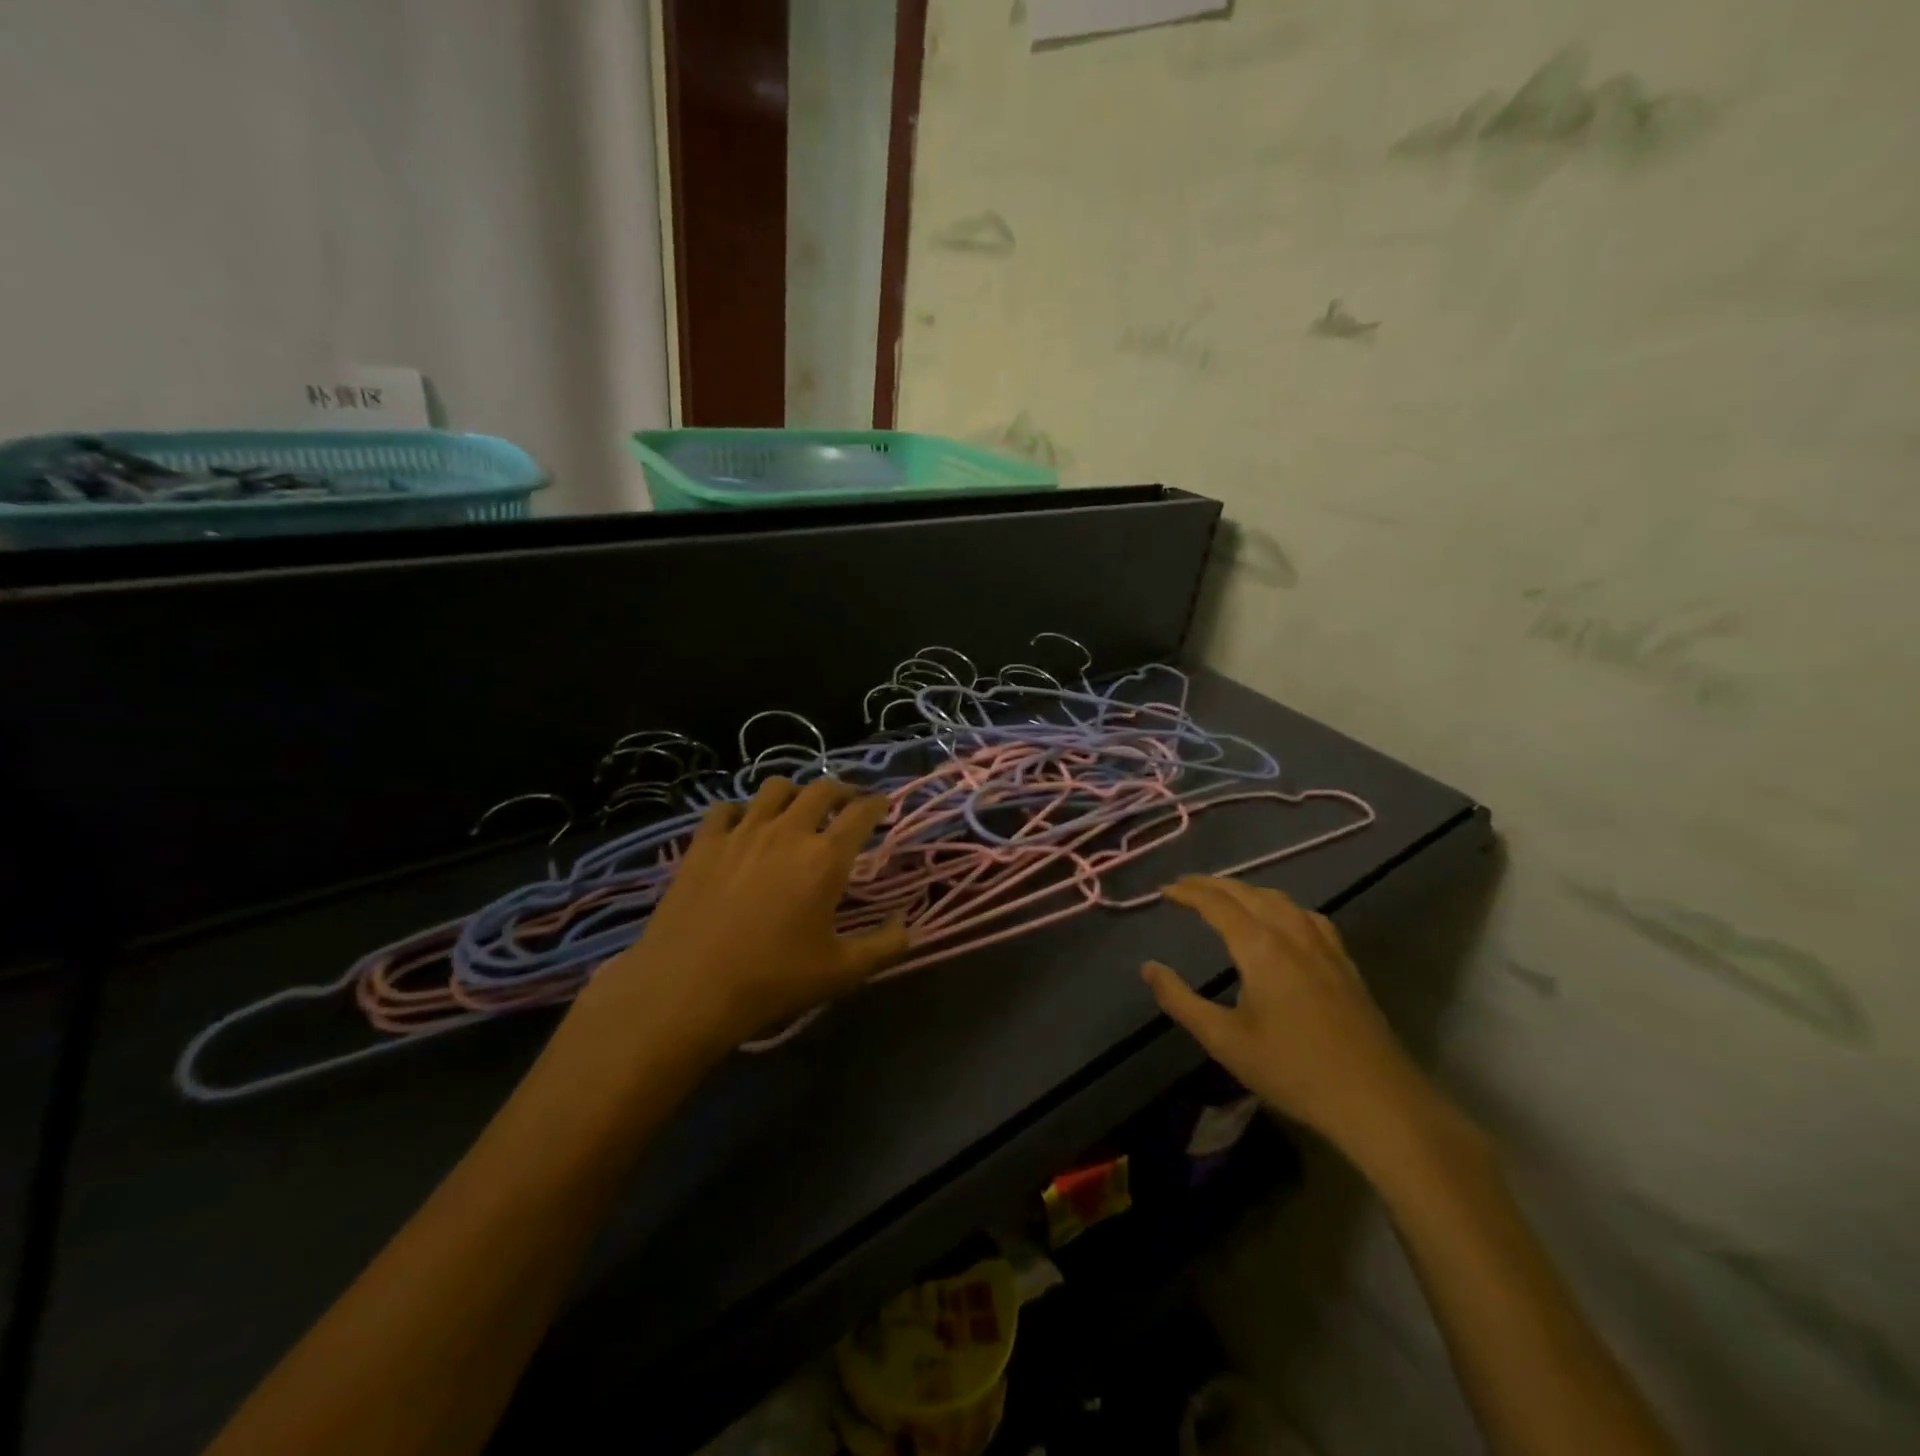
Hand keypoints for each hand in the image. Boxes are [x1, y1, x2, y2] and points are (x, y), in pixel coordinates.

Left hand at [581, 777, 908, 1053]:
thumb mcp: (842, 972)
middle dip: (842, 790)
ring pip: (775, 788)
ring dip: (795, 792)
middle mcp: (787, 831)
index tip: (883, 805)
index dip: (877, 804)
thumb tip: (907, 925)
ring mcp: (741, 832)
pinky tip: (744, 826)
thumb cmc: (772, 979)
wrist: (687, 988)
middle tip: (848, 802)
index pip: (861, 813)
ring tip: (798, 807)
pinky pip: (726, 808)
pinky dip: (743, 810)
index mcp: (825, 857)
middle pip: (821, 789)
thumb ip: (885, 946)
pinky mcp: (704, 843)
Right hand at [1142, 876, 1438, 1159]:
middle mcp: (1292, 933)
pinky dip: (1280, 905)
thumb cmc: (1292, 1070)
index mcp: (1260, 947)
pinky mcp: (1344, 962)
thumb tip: (1148, 968)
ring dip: (1246, 890)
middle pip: (1248, 893)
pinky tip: (1282, 920)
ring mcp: (1323, 945)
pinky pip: (1306, 915)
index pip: (1217, 903)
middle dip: (1213, 884)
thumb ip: (1180, 1000)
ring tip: (1225, 896)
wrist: (1376, 1099)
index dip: (1188, 891)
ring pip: (1279, 899)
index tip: (1165, 891)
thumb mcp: (1224, 1040)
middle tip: (1186, 886)